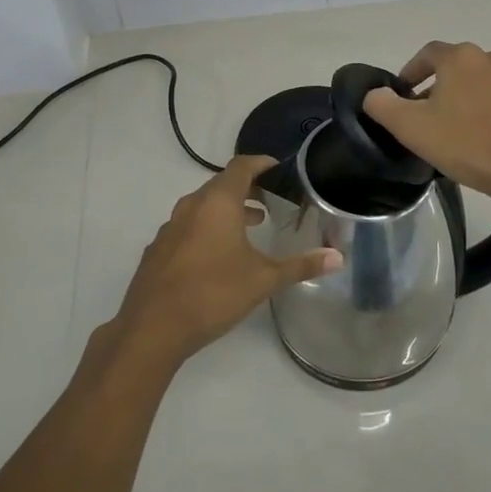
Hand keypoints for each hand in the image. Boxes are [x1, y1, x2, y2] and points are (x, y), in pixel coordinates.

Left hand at [111, 156, 340, 371]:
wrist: (152, 328)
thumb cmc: (213, 293)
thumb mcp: (263, 280)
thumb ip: (300, 266)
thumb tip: (338, 258)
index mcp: (218, 202)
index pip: (241, 166)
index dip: (261, 163)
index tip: (278, 168)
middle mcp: (191, 206)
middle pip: (221, 184)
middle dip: (246, 188)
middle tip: (270, 200)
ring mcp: (170, 228)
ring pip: (202, 206)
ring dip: (226, 210)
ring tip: (250, 226)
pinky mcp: (157, 250)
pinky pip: (187, 227)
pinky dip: (206, 228)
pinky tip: (217, 255)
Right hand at [363, 42, 490, 210]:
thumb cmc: (467, 144)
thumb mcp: (411, 128)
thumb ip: (383, 105)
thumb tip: (376, 94)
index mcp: (460, 57)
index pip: (427, 54)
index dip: (411, 72)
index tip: (402, 96)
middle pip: (455, 67)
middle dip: (437, 86)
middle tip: (425, 116)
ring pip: (480, 82)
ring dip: (464, 97)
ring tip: (454, 128)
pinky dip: (488, 109)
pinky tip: (483, 136)